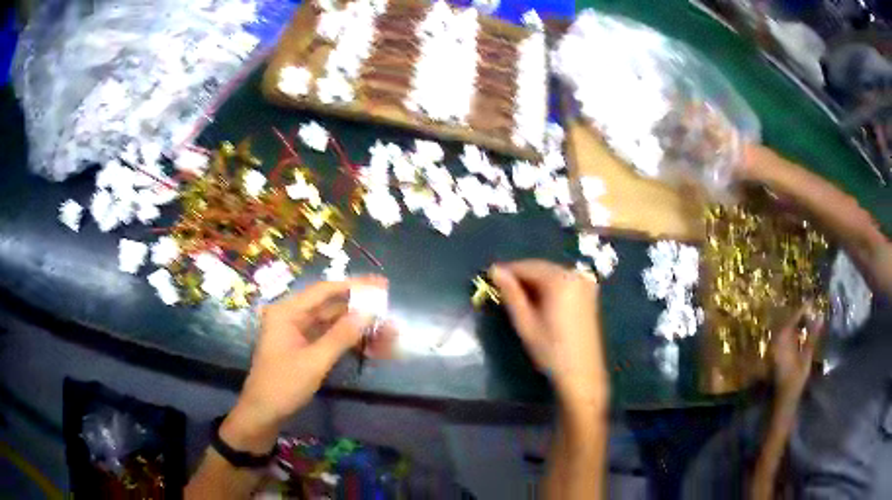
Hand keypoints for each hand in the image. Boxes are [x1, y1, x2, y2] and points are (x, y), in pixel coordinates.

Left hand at [222, 276, 393, 450]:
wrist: (264, 414)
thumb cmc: (283, 385)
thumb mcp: (314, 361)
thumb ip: (341, 336)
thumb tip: (368, 312)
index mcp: (287, 312)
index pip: (324, 291)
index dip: (354, 286)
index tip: (380, 284)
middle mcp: (292, 316)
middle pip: (331, 306)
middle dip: (360, 310)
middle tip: (388, 308)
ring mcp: (298, 333)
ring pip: (333, 324)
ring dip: (358, 328)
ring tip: (387, 332)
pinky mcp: (304, 348)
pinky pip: (330, 338)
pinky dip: (349, 342)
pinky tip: (371, 347)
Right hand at [490, 260, 607, 409]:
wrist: (582, 373)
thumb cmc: (550, 350)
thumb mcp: (526, 323)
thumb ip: (511, 294)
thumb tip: (495, 271)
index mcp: (560, 280)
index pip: (527, 267)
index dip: (507, 271)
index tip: (489, 278)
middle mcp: (575, 275)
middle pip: (541, 268)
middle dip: (521, 276)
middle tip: (500, 289)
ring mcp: (585, 283)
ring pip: (552, 274)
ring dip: (534, 282)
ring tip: (516, 297)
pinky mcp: (589, 294)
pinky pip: (563, 282)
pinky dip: (548, 287)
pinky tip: (537, 301)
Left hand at [771, 303, 822, 403]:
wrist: (784, 397)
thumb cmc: (796, 378)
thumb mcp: (807, 356)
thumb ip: (813, 336)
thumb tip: (820, 317)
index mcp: (783, 339)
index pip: (793, 318)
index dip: (802, 310)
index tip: (811, 303)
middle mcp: (776, 341)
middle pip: (787, 320)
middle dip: (798, 314)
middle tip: (810, 309)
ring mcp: (773, 347)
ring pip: (784, 328)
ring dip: (794, 322)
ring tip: (806, 318)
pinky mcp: (774, 354)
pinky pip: (782, 336)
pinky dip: (791, 331)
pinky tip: (799, 332)